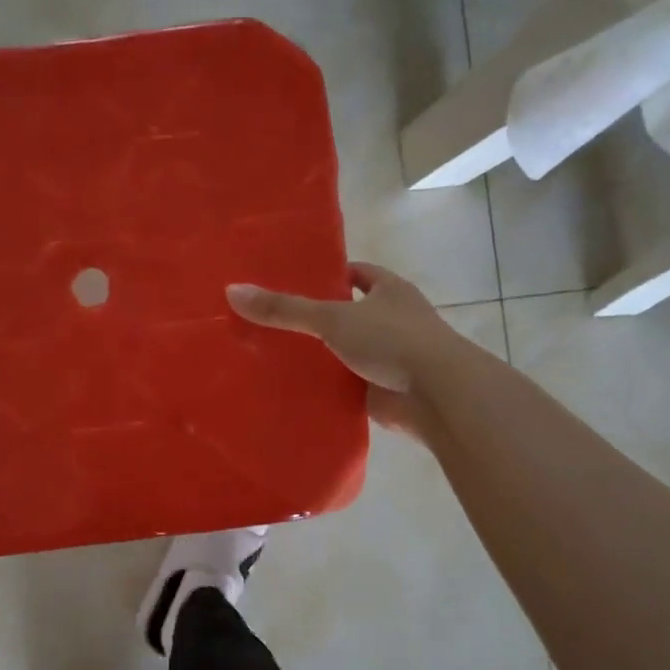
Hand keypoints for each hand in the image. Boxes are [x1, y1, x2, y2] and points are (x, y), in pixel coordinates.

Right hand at [227, 262, 453, 440]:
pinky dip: (326, 387)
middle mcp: (392, 320)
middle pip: (347, 313)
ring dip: (319, 356)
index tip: (292, 282)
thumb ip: (285, 308)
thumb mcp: (332, 318)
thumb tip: (232, 291)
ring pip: (345, 351)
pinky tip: (292, 389)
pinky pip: (346, 384)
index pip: (355, 274)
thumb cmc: (392, 340)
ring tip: (271, 355)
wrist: (436, 395)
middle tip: (271, 321)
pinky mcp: (382, 390)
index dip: (328, 275)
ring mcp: (390, 357)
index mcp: (389, 291)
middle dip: (316, 319)